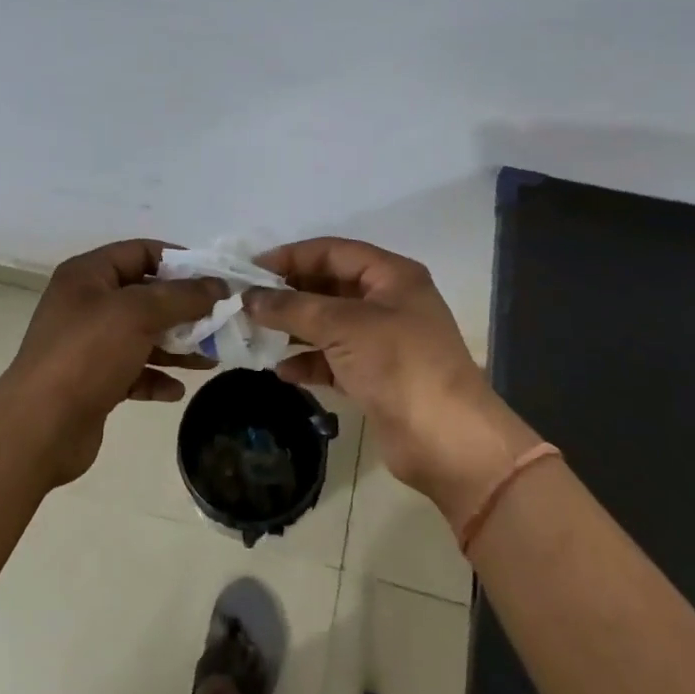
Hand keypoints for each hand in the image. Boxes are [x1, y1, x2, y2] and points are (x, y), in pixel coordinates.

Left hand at [0, 239, 225, 485]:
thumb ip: (182, 297)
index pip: (140, 252)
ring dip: (176, 345)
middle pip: (145, 295)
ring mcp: (88, 344)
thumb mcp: (138, 314)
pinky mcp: (93, 381)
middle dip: (184, 309)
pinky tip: (177, 390)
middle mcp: (86, 303)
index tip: (215, 279)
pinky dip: (155, 376)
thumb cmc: (88, 354)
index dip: (179, 261)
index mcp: (88, 275)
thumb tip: (218, 285)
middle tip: (221, 321)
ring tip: (211, 358)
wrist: (40, 427)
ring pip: (142, 335)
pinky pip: (133, 370)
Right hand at [245, 238, 541, 523]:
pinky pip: (332, 360)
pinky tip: (281, 371)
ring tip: (255, 335)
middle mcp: (387, 302)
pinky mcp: (375, 377)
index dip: (290, 256)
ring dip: (293, 329)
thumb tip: (249, 298)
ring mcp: (382, 341)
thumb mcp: (343, 325)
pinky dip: (308, 362)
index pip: (332, 251)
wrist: (447, 441)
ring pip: (328, 324)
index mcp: (391, 276)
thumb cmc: (399, 365)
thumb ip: (292, 307)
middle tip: (246, 303)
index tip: (250, 269)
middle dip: (288, 294)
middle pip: (328, 286)